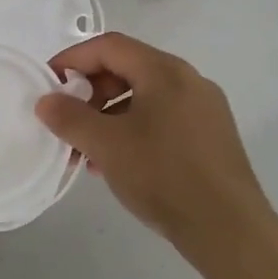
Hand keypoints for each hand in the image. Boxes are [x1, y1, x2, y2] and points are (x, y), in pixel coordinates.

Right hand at [35, 33, 269, 260]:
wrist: (231, 232)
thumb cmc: (164, 176)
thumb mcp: (106, 146)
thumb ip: (70, 118)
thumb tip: (46, 101)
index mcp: (165, 70)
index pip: (109, 46)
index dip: (72, 59)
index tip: (48, 83)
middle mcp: (188, 79)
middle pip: (127, 69)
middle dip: (90, 92)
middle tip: (67, 121)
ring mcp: (204, 108)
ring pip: (144, 97)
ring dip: (109, 116)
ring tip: (87, 152)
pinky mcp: (212, 136)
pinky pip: (162, 118)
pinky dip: (133, 130)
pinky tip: (119, 164)